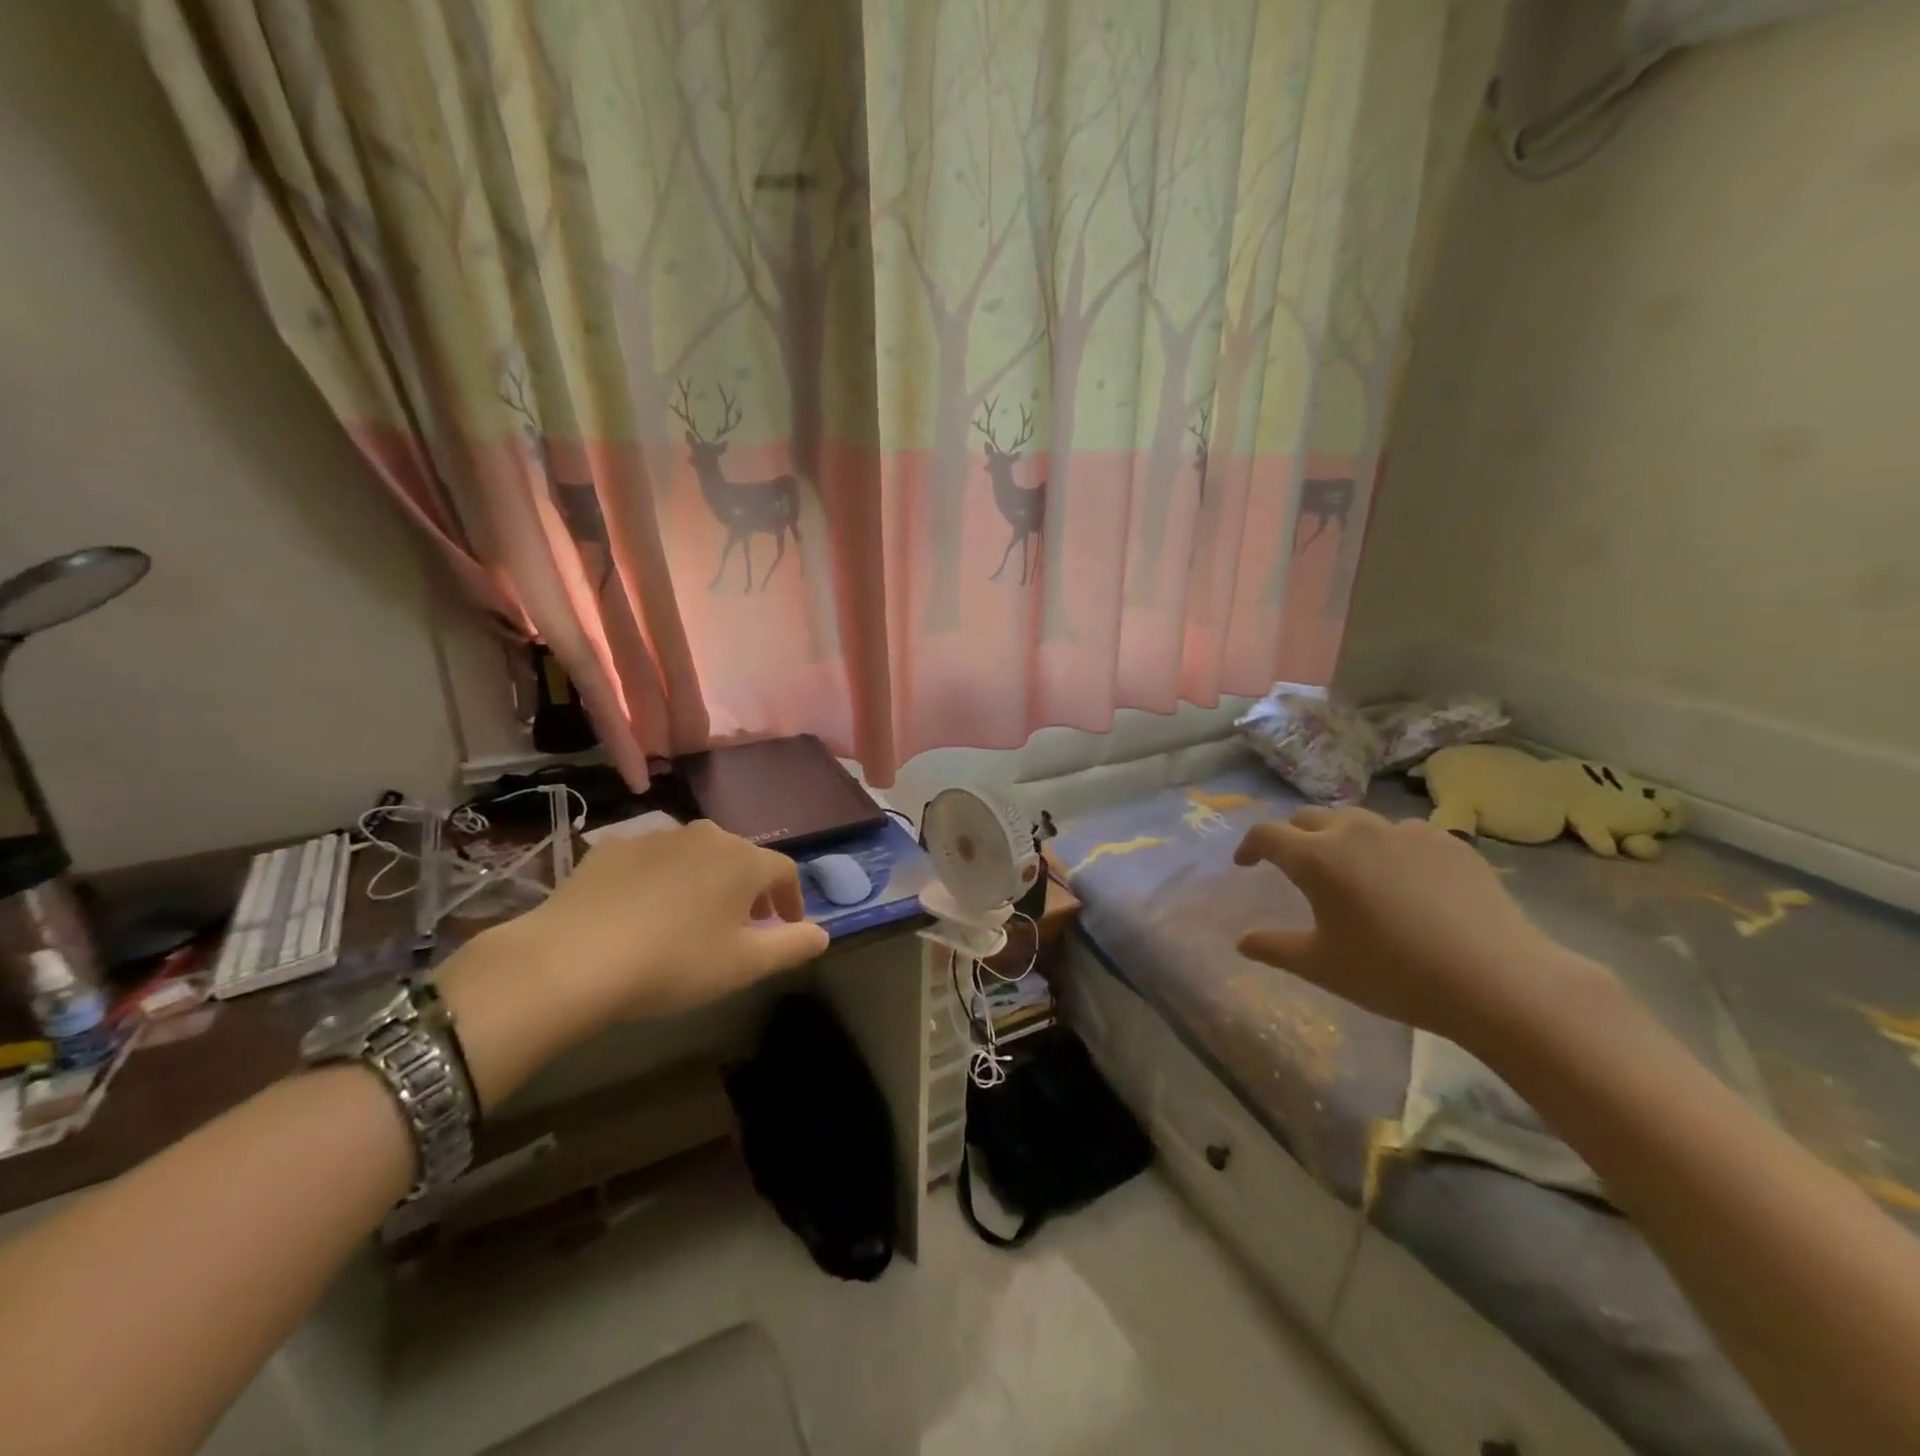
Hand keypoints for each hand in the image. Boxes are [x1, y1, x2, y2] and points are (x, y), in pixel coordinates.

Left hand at [438, 821, 828, 1107]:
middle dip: (749, 891)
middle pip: (740, 859)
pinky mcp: (612, 848)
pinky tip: (643, 913)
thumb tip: (823, 934)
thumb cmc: (674, 963)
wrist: (571, 960)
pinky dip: (660, 881)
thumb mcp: (744, 965)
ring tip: (692, 921)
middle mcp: (705, 835)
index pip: (784, 872)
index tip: (788, 927)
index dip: (792, 900)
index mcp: (742, 859)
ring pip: (696, 857)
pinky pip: (652, 861)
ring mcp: (655, 837)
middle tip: (743, 927)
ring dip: (706, 883)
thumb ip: (793, 946)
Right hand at [1233, 807, 1607, 1046]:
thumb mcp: (1322, 967)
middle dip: (1293, 836)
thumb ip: (1274, 948)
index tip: (1246, 864)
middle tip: (1293, 864)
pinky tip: (1405, 879)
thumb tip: (1243, 942)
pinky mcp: (1448, 841)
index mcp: (1316, 858)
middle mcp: (1355, 832)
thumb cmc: (1393, 974)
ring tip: (1350, 868)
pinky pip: (1404, 834)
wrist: (1497, 980)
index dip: (1249, 846)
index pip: (1267, 835)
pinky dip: (1390, 848)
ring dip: (1341, 838)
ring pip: (1358, 821)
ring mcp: (1405, 832)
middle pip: (1309, 818)